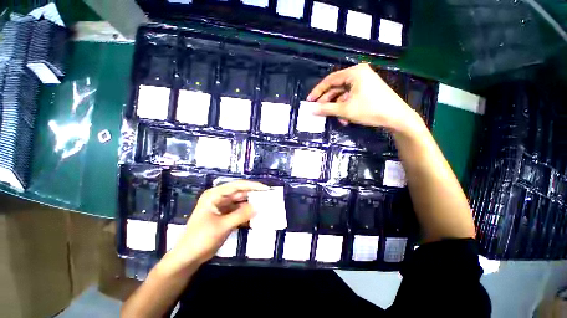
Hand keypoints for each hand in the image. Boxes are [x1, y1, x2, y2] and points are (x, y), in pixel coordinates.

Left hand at [166, 180, 268, 266]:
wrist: (188, 257)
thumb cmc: (200, 238)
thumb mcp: (222, 226)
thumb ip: (241, 215)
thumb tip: (258, 207)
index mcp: (215, 195)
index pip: (237, 186)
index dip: (252, 186)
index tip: (266, 189)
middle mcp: (219, 198)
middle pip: (240, 193)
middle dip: (254, 195)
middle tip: (268, 198)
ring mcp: (223, 207)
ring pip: (241, 202)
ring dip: (251, 204)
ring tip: (265, 206)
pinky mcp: (225, 216)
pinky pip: (239, 211)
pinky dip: (247, 213)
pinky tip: (257, 216)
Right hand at [307, 63, 418, 132]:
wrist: (397, 117)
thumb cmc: (370, 110)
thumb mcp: (345, 110)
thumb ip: (327, 109)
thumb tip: (312, 109)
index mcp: (354, 73)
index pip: (330, 79)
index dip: (318, 91)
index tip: (309, 100)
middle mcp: (359, 74)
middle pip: (336, 88)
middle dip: (328, 102)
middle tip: (318, 111)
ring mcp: (364, 83)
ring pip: (343, 95)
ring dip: (338, 108)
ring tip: (336, 119)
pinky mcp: (367, 91)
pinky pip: (351, 98)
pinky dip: (346, 108)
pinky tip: (345, 119)